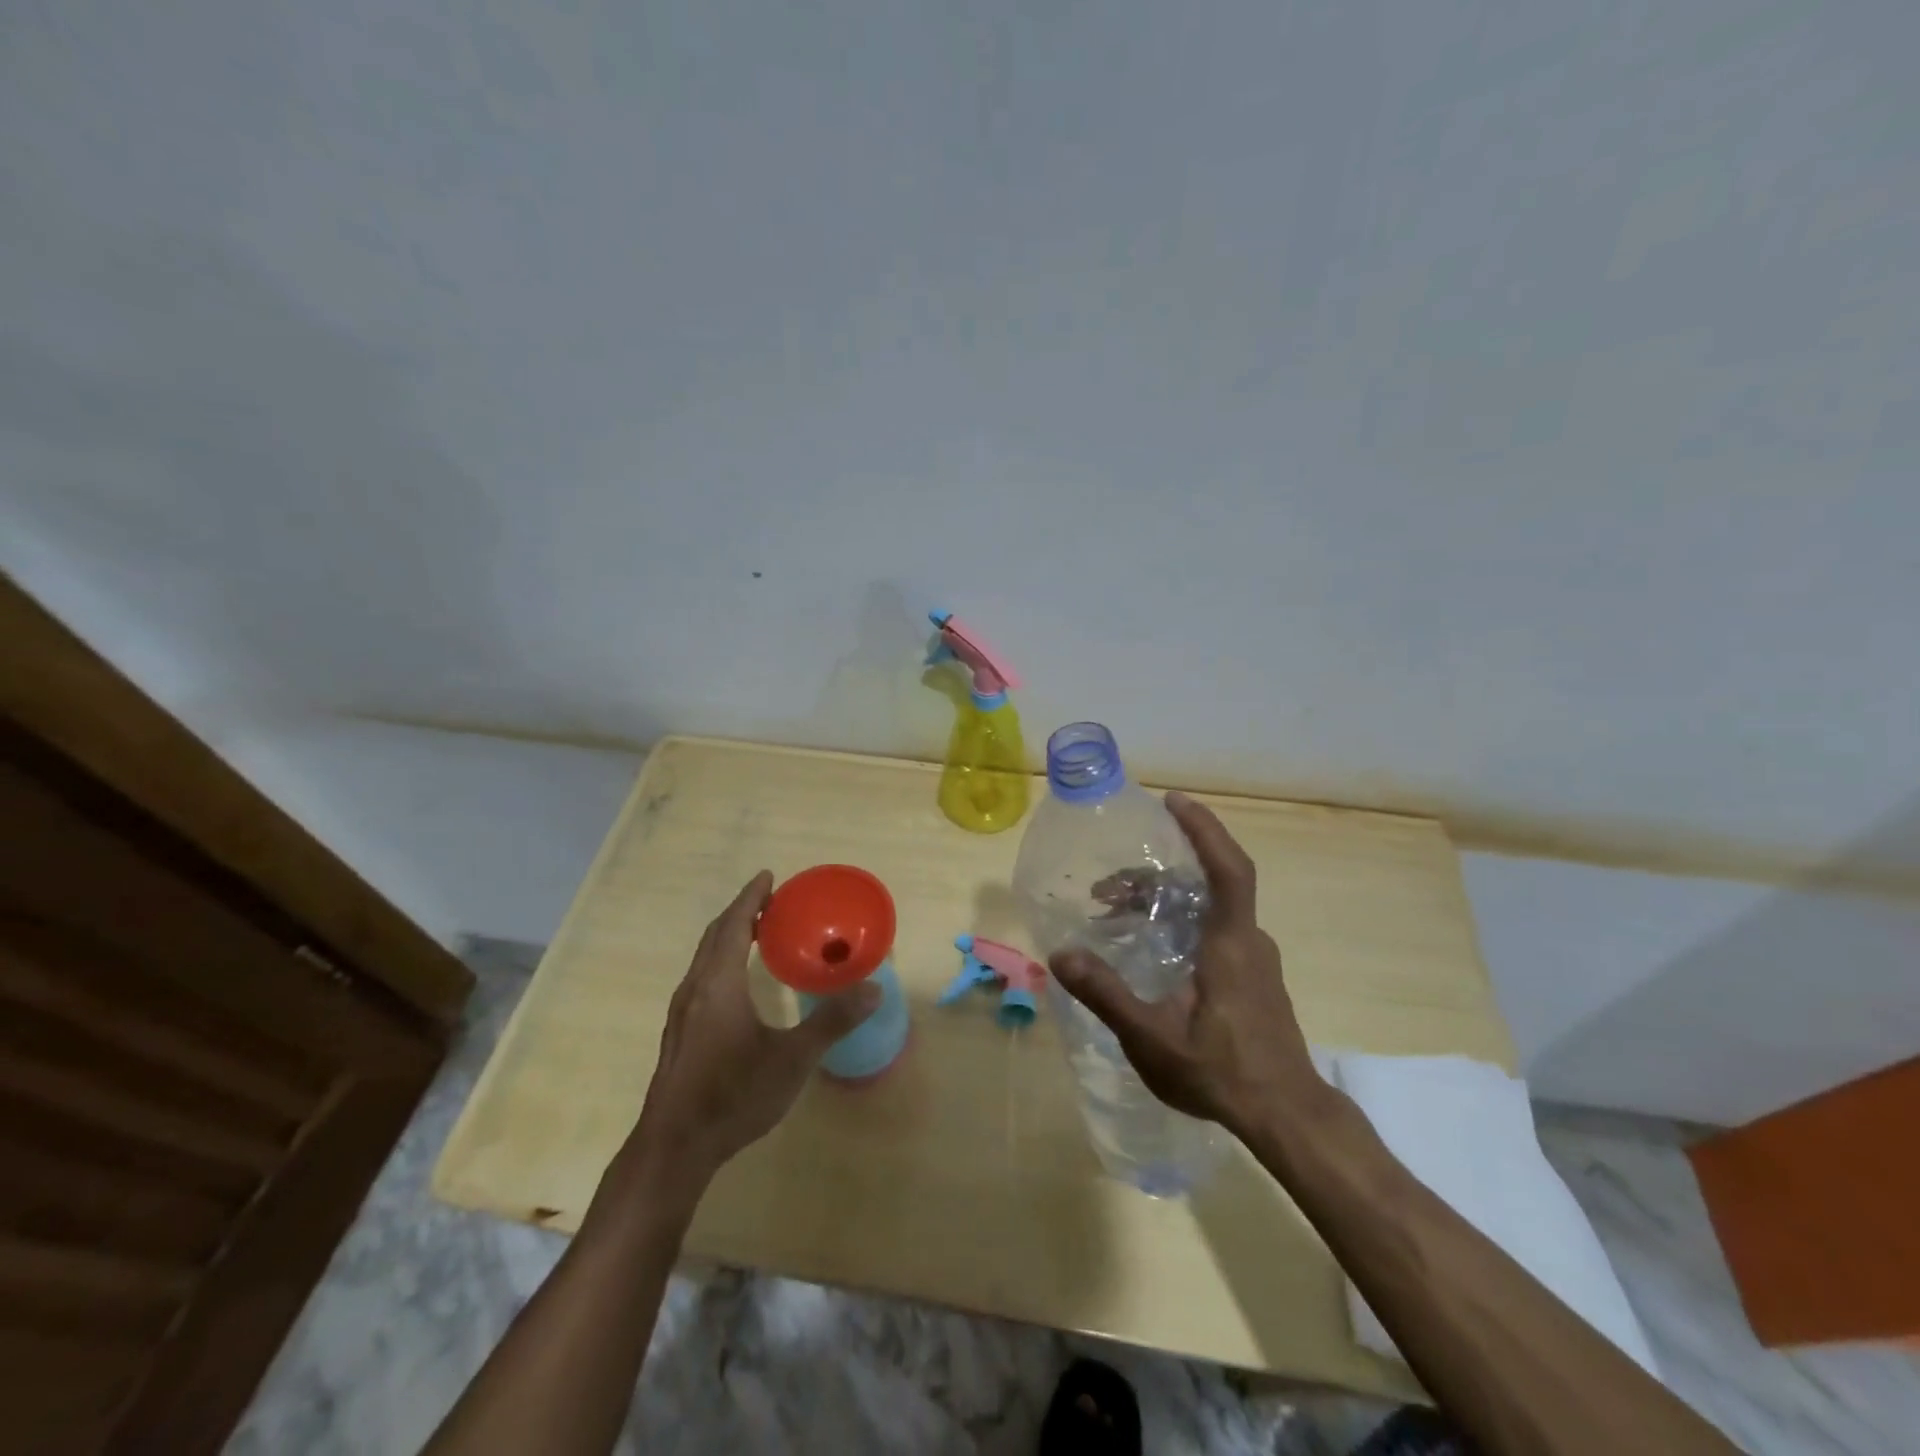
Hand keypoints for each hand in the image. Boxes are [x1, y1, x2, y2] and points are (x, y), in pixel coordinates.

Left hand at [628, 872, 880, 1186]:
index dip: (751, 898)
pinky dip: (721, 959)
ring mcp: (682, 1013)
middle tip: (770, 900)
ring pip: (705, 958)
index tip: (769, 876)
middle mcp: (696, 989)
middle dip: (742, 912)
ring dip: (730, 936)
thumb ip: (832, 1022)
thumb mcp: (792, 1059)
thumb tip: (874, 989)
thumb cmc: (733, 1095)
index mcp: (719, 984)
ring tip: (758, 932)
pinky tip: (738, 982)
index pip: (735, 926)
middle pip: (716, 936)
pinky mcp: (680, 1034)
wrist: (674, 1148)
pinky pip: (702, 977)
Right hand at [1049, 793, 1323, 1139]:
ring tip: (1117, 916)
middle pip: (1208, 883)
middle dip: (1156, 873)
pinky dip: (1180, 920)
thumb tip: (1060, 955)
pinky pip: (1215, 929)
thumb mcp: (1152, 1038)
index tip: (1173, 802)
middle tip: (1106, 889)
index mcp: (1231, 943)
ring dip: (1164, 900)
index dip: (1204, 829)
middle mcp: (1249, 941)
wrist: (1285, 1116)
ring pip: (1209, 908)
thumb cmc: (1221, 1072)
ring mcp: (1255, 959)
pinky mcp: (1254, 978)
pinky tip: (1151, 947)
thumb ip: (1106, 994)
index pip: (1228, 868)